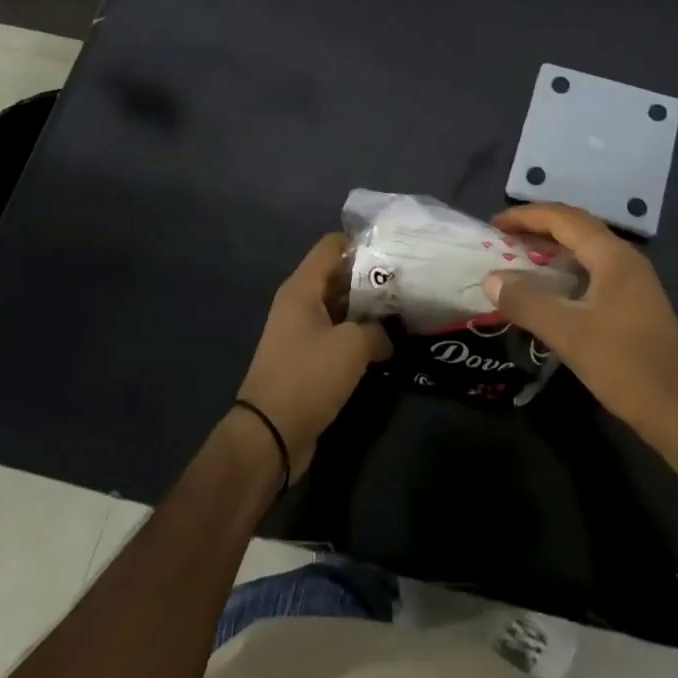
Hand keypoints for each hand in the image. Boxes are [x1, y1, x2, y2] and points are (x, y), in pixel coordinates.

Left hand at [236, 234, 391, 477]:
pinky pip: (336, 335)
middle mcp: (299, 304)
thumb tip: (386, 336)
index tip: (394, 253)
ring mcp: (301, 332)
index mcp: (302, 288)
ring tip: (403, 312)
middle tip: (407, 284)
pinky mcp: (307, 359)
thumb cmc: (308, 376)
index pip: (332, 246)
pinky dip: (358, 336)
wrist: (270, 434)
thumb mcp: (352, 346)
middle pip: (338, 276)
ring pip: (340, 308)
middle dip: (371, 278)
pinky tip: (385, 345)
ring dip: (367, 310)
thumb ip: (377, 330)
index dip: (362, 243)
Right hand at [486, 203, 677, 448]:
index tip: (493, 225)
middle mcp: (626, 259)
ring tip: (519, 260)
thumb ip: (527, 301)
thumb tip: (492, 278)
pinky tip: (550, 291)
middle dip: (538, 227)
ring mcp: (634, 282)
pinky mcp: (635, 304)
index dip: (526, 216)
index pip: (563, 218)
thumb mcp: (567, 333)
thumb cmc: (624, 365)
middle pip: (576, 228)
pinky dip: (566, 271)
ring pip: (586, 251)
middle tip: (502, 239)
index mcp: (613, 256)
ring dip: (552, 249)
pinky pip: (593, 271)